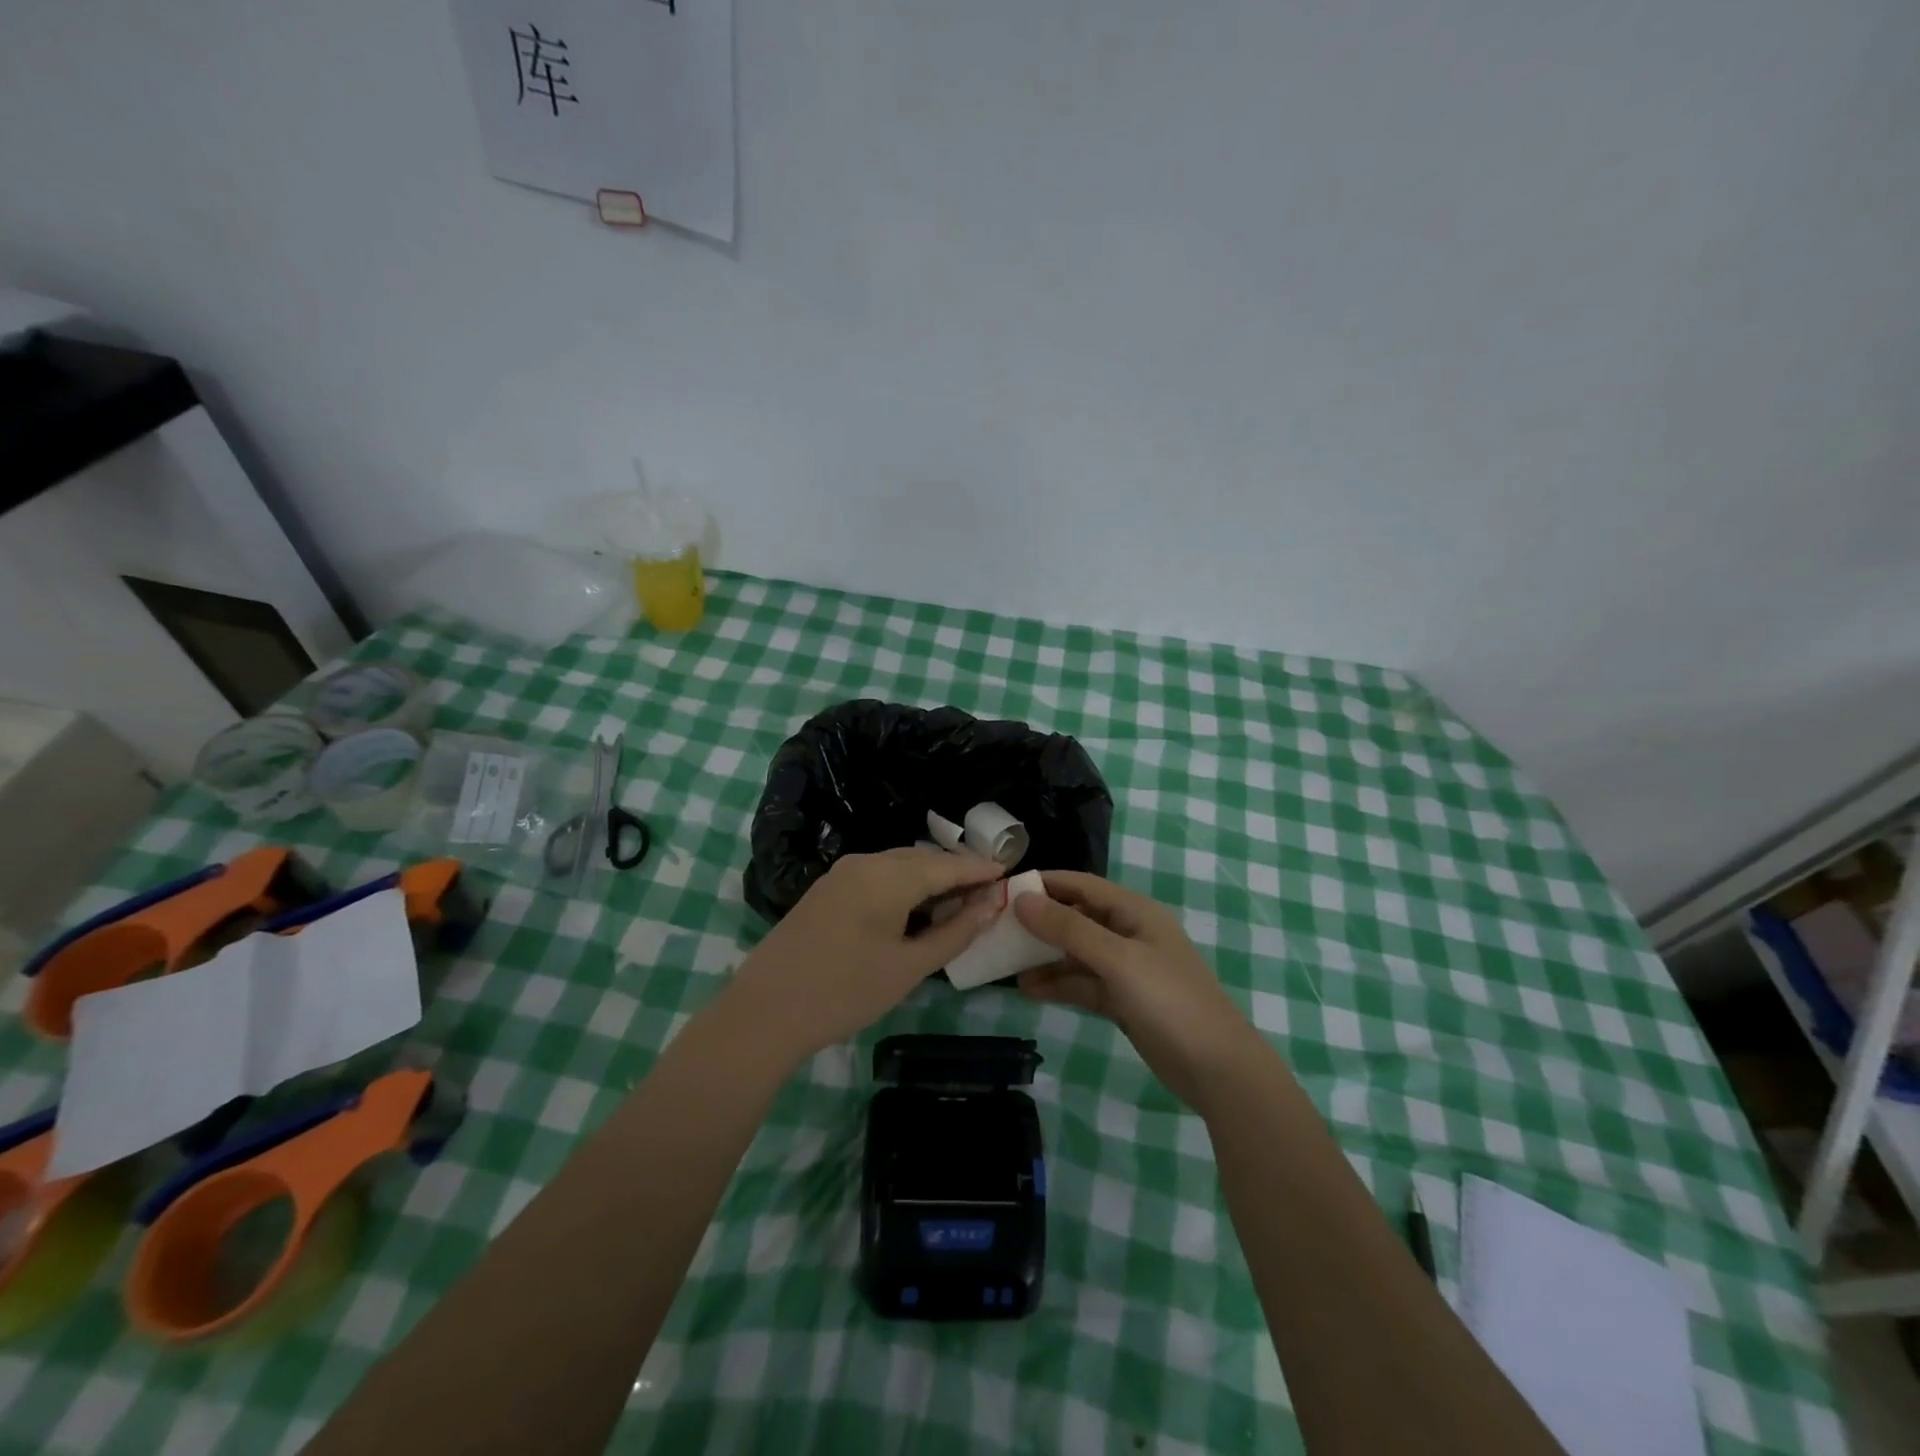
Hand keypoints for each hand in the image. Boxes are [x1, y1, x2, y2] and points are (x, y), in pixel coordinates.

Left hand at [721, 847, 1004, 1063]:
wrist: (765, 1011)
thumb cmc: (845, 991)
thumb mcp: (908, 967)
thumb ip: (954, 932)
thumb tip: (991, 904)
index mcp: (889, 875)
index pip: (948, 864)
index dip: (981, 870)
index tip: (1010, 875)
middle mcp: (866, 862)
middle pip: (924, 859)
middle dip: (957, 872)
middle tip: (988, 893)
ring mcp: (842, 873)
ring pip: (899, 865)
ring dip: (930, 878)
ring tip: (958, 902)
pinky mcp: (827, 889)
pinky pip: (878, 875)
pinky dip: (905, 885)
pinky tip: (915, 908)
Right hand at [1014, 871, 1266, 1111]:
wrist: (1216, 1068)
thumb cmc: (1169, 1001)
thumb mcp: (1117, 959)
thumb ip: (1069, 929)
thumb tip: (1022, 900)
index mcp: (1134, 912)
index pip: (1082, 885)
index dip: (1045, 884)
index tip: (1004, 889)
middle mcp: (1129, 933)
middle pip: (1076, 918)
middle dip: (1039, 922)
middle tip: (997, 928)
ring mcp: (1126, 969)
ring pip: (1076, 953)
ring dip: (1044, 956)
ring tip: (1005, 961)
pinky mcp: (1123, 1001)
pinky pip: (1083, 984)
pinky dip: (1058, 985)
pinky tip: (1029, 989)